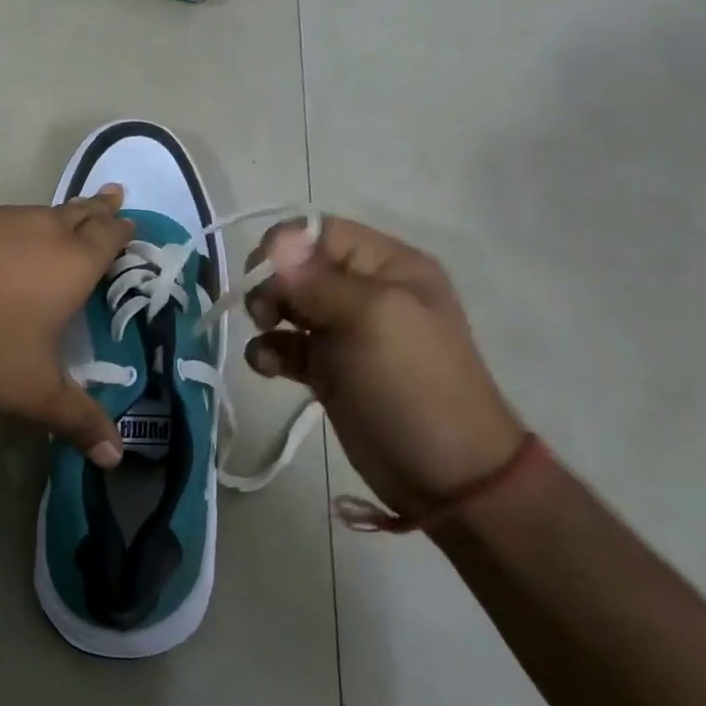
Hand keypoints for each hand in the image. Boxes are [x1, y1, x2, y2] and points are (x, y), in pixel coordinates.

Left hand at [0, 187, 133, 465]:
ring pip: (45, 211)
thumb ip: (78, 420)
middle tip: (115, 198)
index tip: (134, 224)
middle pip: (82, 211)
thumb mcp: (34, 392)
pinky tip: (13, 242)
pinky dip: (25, 225)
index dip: (125, 230)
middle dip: (101, 208)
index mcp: (73, 262)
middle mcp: (44, 230)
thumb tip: (116, 457)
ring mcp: (2, 221)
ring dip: (64, 214)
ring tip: (72, 219)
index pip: (111, 236)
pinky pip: (11, 219)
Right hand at [244, 217, 523, 514]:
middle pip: (299, 267)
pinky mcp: (329, 371)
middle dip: (273, 283)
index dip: (285, 245)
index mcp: (388, 266)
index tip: (261, 272)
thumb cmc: (412, 382)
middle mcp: (365, 292)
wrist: (444, 472)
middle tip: (265, 313)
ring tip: (268, 338)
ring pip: (288, 306)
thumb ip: (317, 280)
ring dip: (267, 317)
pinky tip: (269, 368)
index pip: (322, 232)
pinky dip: (271, 352)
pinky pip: (288, 347)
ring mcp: (346, 332)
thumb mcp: (371, 318)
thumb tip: (275, 244)